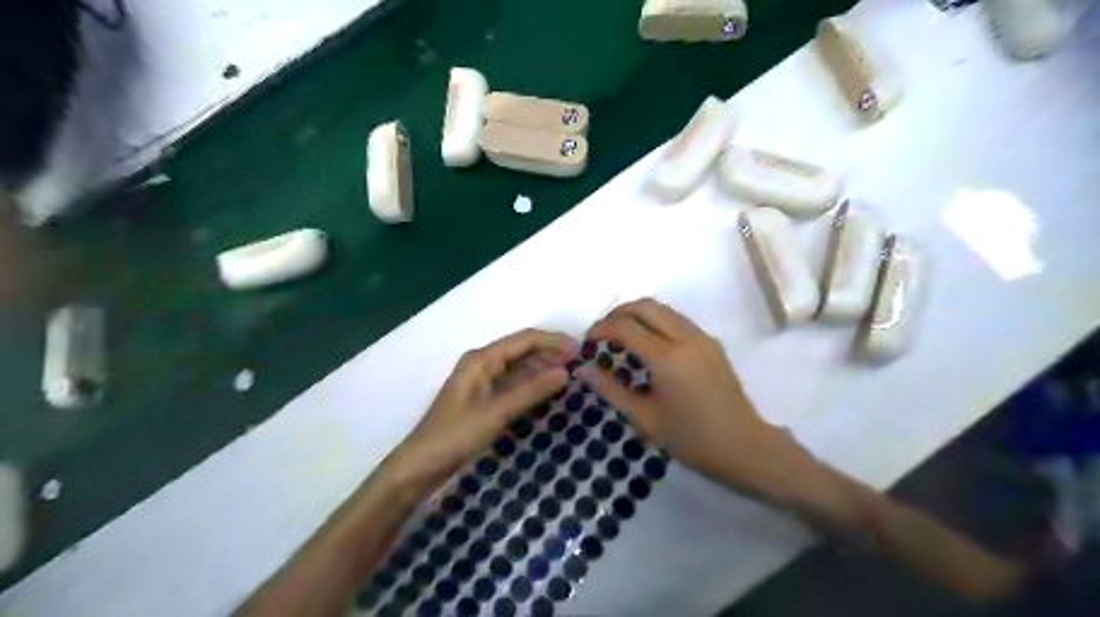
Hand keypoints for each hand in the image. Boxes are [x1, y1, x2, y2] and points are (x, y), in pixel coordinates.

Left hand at [386, 328, 576, 490]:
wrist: (422, 465)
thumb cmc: (456, 434)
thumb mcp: (496, 412)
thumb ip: (530, 390)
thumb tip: (565, 371)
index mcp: (482, 359)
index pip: (524, 339)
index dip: (553, 341)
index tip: (581, 351)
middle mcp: (484, 363)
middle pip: (523, 350)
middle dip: (551, 353)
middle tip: (582, 365)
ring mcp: (484, 381)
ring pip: (520, 367)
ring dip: (544, 369)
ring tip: (572, 376)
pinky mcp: (485, 398)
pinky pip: (515, 384)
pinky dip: (533, 385)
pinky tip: (550, 392)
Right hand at [578, 300, 820, 505]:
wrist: (743, 446)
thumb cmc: (690, 439)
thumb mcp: (644, 418)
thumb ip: (611, 389)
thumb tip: (582, 369)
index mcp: (667, 359)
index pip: (625, 327)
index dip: (601, 329)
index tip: (587, 342)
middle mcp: (686, 338)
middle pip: (645, 306)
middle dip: (618, 313)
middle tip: (602, 334)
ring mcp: (702, 337)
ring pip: (663, 308)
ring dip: (638, 315)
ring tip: (622, 338)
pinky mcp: (711, 342)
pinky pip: (676, 319)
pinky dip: (655, 321)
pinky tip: (648, 345)